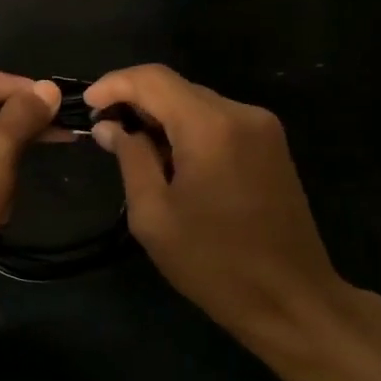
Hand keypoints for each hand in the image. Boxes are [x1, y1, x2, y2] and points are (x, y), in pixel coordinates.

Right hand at [85, 65, 352, 351]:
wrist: (293, 301)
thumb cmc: (214, 263)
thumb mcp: (154, 215)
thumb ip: (130, 158)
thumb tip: (110, 126)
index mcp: (210, 127)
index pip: (153, 79)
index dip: (114, 84)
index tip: (87, 106)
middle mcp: (241, 114)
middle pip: (176, 87)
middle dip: (135, 101)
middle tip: (105, 131)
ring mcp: (262, 128)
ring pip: (196, 102)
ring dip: (161, 116)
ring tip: (133, 148)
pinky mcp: (271, 146)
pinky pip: (217, 120)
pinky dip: (187, 129)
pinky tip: (171, 159)